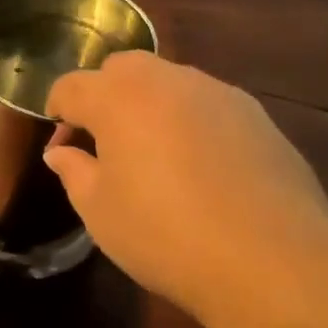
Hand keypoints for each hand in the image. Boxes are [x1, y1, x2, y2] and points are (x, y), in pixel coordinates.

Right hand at [45, 52, 327, 325]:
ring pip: (168, 81)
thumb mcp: (100, 212)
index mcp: (119, 98)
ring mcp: (218, 92)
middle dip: (103, 96)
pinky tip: (199, 167)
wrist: (269, 258)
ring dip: (148, 106)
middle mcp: (168, 80)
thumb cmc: (165, 235)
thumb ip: (74, 171)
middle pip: (122, 69)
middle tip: (103, 145)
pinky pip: (206, 104)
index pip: (72, 86)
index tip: (61, 149)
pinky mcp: (255, 113)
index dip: (57, 112)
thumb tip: (62, 152)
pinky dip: (189, 121)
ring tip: (153, 156)